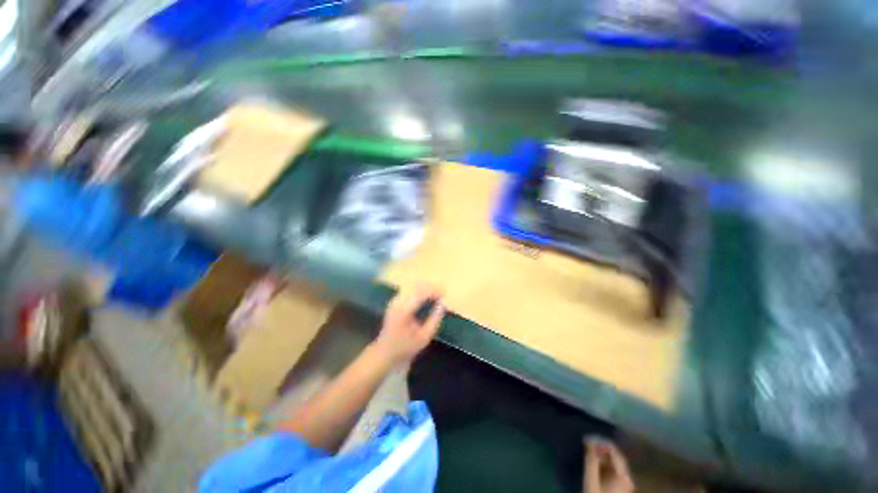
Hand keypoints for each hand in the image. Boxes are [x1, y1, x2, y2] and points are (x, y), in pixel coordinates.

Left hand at [373, 284, 445, 364]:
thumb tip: (443, 304)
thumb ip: (435, 319)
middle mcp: (398, 301)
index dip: (435, 291)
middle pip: (417, 286)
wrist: (384, 352)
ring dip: (426, 288)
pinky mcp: (395, 301)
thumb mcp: (424, 337)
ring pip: (413, 286)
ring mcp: (395, 300)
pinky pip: (409, 290)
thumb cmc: (406, 347)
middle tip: (443, 292)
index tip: (445, 293)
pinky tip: (426, 296)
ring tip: (437, 294)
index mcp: (404, 310)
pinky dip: (420, 291)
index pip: (422, 293)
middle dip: (431, 287)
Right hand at [584, 440, 634, 492]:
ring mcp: (624, 484)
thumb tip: (591, 440)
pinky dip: (603, 462)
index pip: (614, 452)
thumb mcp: (591, 481)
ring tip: (588, 448)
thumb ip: (592, 461)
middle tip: (587, 441)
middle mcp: (627, 479)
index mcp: (623, 477)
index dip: (601, 442)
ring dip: (602, 453)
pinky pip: (613, 469)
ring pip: (614, 462)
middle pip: (616, 456)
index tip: (588, 438)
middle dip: (602, 447)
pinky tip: (594, 460)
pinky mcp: (619, 487)